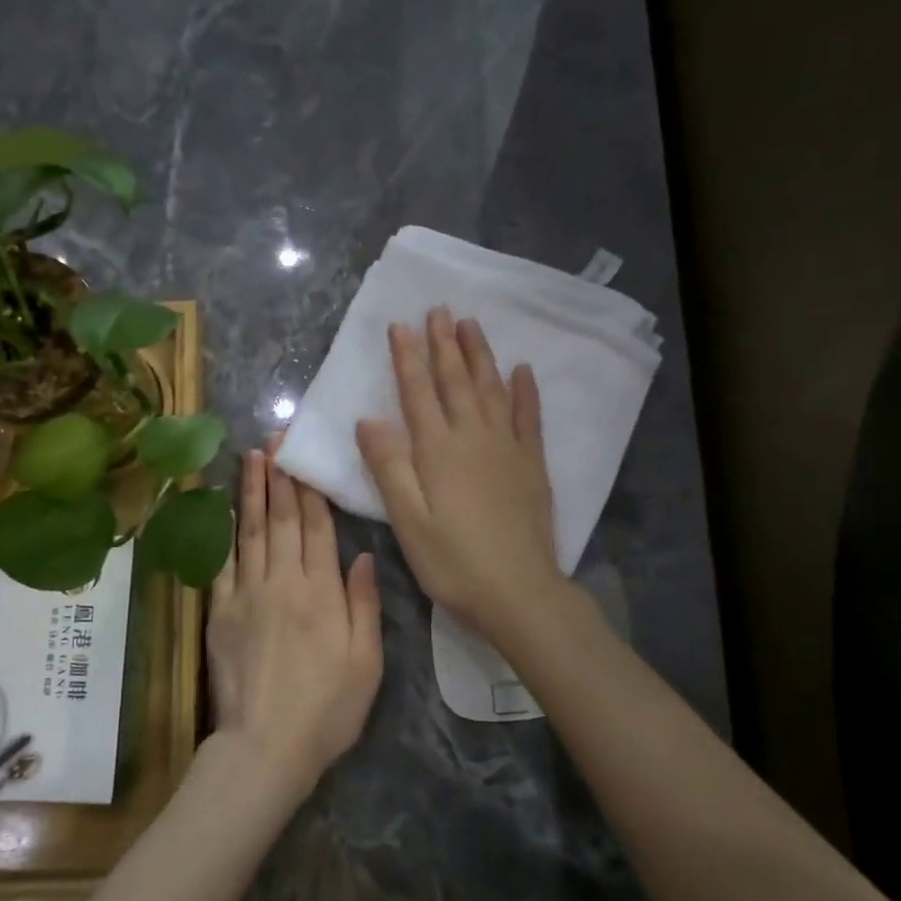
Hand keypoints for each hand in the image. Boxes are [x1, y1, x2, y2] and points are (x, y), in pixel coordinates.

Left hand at [206, 447, 383, 798]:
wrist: (266, 746)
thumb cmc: (328, 709)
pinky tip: (223, 508)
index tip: (303, 457)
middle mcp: (283, 583)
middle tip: (274, 440)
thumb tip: (364, 554)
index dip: (310, 490)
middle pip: (280, 520)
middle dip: (279, 477)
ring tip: (251, 458)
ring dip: (251, 492)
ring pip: (250, 532)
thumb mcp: (367, 662)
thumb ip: (365, 604)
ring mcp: (247, 595)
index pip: (316, 528)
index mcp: (322, 592)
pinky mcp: (220, 613)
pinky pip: (222, 563)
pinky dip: (223, 532)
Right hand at [356, 308, 564, 638]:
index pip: (418, 393)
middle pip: (456, 381)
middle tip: (440, 308)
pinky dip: (525, 391)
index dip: (407, 358)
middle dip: (445, 344)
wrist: (518, 592)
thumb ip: (389, 467)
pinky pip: (529, 417)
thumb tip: (368, 419)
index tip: (401, 324)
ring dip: (480, 355)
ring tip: (472, 324)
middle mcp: (473, 437)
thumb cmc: (453, 561)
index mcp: (438, 450)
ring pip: (492, 389)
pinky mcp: (532, 464)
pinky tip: (523, 370)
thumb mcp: (408, 520)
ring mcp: (508, 448)